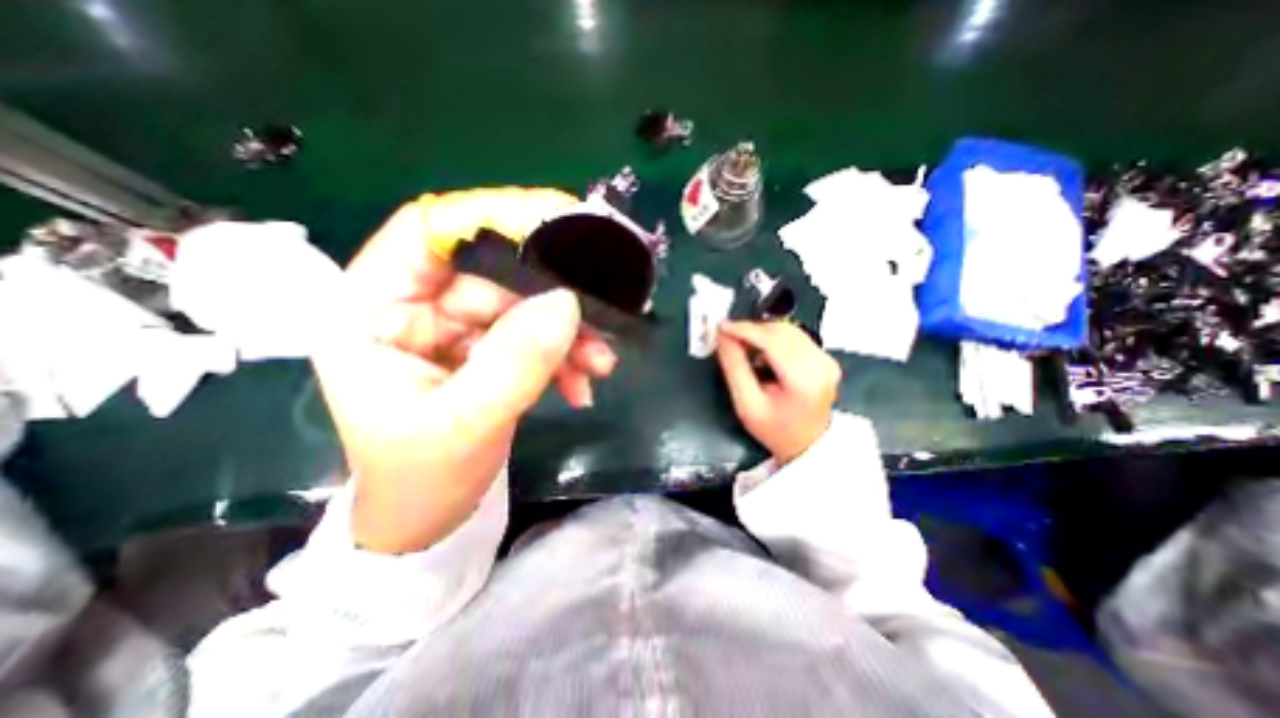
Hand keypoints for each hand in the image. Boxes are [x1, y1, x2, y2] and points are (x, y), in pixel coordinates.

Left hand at [311, 188, 618, 551]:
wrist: (430, 518)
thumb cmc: (423, 477)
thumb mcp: (466, 422)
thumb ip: (515, 362)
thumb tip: (567, 303)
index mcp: (372, 310)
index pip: (428, 232)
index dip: (490, 217)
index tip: (556, 222)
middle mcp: (413, 308)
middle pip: (492, 274)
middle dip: (550, 299)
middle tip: (599, 318)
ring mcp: (453, 329)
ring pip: (522, 307)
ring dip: (567, 335)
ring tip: (599, 365)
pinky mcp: (485, 349)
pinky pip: (532, 335)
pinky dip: (563, 356)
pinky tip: (582, 385)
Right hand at [717, 320, 842, 465]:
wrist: (806, 443)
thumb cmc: (777, 430)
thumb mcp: (747, 404)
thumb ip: (734, 368)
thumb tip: (724, 339)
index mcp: (804, 380)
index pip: (772, 340)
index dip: (744, 330)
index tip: (723, 327)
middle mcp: (821, 365)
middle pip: (781, 330)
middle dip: (751, 329)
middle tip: (729, 336)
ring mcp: (825, 360)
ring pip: (788, 329)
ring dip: (762, 333)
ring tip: (743, 346)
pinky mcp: (824, 358)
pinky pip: (795, 336)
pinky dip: (773, 338)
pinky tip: (761, 352)